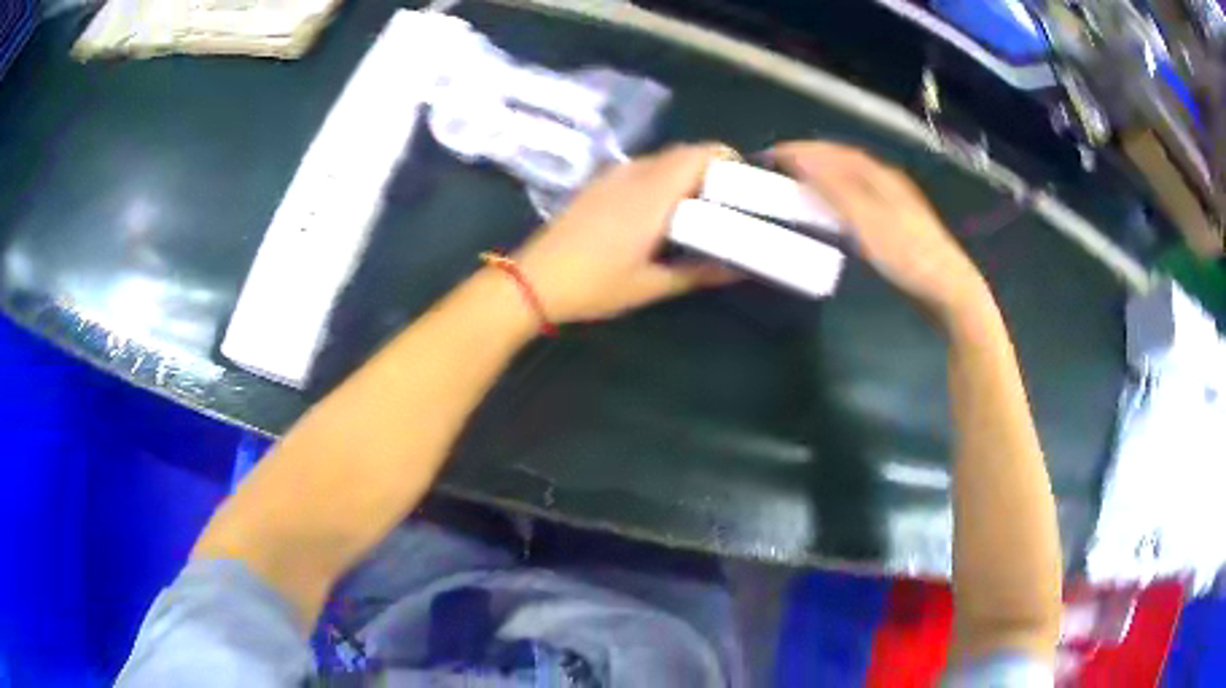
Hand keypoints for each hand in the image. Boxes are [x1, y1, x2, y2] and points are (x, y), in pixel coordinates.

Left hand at [513, 143, 739, 323]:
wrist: (533, 279)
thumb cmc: (595, 285)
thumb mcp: (651, 285)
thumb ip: (698, 273)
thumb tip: (737, 269)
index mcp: (654, 193)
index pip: (700, 153)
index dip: (727, 160)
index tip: (743, 185)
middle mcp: (635, 173)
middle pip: (683, 152)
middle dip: (710, 169)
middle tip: (725, 203)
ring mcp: (612, 175)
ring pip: (661, 159)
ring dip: (684, 173)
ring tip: (696, 209)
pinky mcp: (597, 183)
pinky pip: (640, 168)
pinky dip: (660, 178)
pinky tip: (658, 212)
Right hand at [772, 141, 989, 317]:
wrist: (948, 289)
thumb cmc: (907, 255)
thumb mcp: (867, 221)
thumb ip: (833, 189)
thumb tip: (799, 159)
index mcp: (879, 175)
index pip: (834, 152)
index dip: (803, 150)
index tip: (772, 155)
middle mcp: (887, 182)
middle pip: (844, 162)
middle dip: (812, 159)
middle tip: (782, 168)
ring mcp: (895, 204)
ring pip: (853, 180)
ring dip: (825, 177)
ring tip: (800, 185)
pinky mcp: (898, 225)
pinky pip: (860, 200)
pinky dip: (839, 198)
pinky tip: (834, 212)